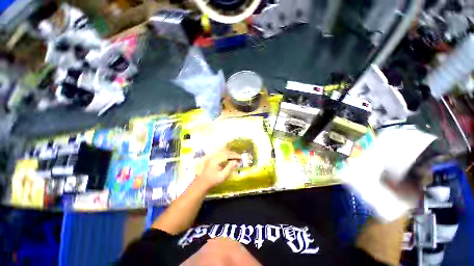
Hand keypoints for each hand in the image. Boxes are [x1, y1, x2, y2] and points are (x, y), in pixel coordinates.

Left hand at [194, 150, 240, 190]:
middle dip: (233, 154)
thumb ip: (229, 168)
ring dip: (229, 153)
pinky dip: (225, 153)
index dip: (234, 155)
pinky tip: (229, 156)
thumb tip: (235, 161)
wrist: (202, 183)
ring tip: (235, 156)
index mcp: (216, 160)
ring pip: (222, 151)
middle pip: (225, 152)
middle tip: (239, 157)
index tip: (240, 157)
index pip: (227, 155)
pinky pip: (220, 153)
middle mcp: (214, 156)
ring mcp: (212, 156)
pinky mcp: (211, 158)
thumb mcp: (223, 176)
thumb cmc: (213, 181)